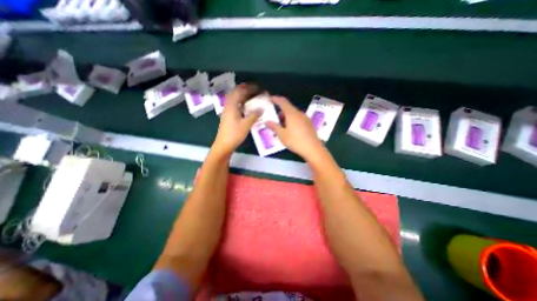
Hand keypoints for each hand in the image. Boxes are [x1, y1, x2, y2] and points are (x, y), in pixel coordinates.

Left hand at [212, 83, 262, 155]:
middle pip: (235, 94)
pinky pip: (235, 106)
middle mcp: (228, 107)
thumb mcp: (246, 124)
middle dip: (244, 90)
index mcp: (231, 106)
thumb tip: (262, 107)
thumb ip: (254, 115)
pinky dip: (241, 103)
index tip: (258, 88)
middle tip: (255, 91)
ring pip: (234, 100)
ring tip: (252, 97)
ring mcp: (227, 112)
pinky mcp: (228, 117)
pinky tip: (246, 108)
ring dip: (242, 96)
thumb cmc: (234, 134)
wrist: (223, 145)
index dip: (249, 88)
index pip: (239, 92)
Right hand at [265, 96, 324, 161]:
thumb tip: (266, 121)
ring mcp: (306, 118)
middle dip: (280, 112)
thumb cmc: (295, 141)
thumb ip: (274, 126)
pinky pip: (298, 119)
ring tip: (281, 127)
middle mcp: (299, 113)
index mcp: (292, 114)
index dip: (276, 99)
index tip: (270, 99)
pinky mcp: (309, 124)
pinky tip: (290, 130)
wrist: (313, 149)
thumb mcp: (282, 135)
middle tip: (274, 119)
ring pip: (294, 114)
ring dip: (286, 117)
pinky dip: (292, 120)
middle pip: (288, 108)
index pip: (283, 101)